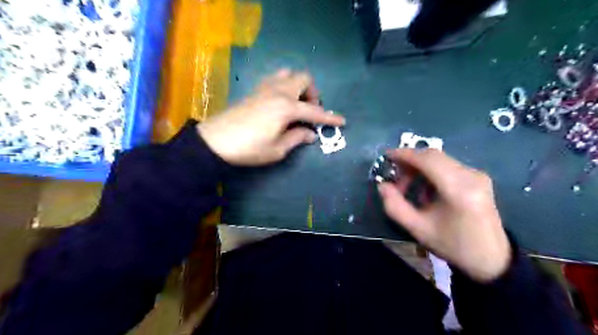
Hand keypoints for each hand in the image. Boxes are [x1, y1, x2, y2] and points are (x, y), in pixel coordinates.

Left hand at [198, 69, 345, 165]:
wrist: (216, 141)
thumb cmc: (249, 148)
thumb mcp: (277, 149)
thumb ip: (297, 138)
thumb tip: (310, 133)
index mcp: (287, 108)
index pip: (315, 111)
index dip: (330, 118)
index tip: (342, 121)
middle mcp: (279, 92)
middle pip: (304, 79)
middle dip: (313, 94)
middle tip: (310, 111)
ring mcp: (265, 88)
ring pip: (289, 74)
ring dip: (298, 86)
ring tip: (296, 104)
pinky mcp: (255, 90)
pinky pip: (275, 78)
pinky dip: (285, 85)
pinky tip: (280, 101)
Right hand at [378, 149, 507, 282]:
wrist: (491, 258)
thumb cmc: (453, 245)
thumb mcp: (418, 229)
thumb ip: (395, 206)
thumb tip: (382, 185)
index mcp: (458, 189)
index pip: (428, 160)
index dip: (405, 154)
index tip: (386, 156)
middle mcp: (471, 176)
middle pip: (433, 156)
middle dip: (409, 162)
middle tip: (394, 177)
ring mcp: (477, 175)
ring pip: (439, 160)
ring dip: (419, 168)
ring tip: (408, 188)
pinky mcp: (478, 178)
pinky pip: (447, 166)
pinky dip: (430, 173)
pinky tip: (425, 191)